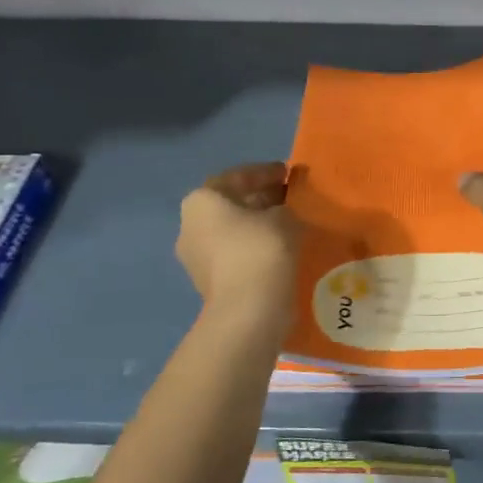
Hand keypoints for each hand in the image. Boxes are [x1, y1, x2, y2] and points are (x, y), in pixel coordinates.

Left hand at [177, 163, 298, 326]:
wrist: (248, 311)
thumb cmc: (261, 249)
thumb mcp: (284, 216)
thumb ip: (285, 206)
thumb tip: (284, 211)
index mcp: (202, 200)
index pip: (237, 176)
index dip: (267, 172)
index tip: (290, 173)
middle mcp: (191, 225)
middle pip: (231, 203)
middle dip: (262, 199)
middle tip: (292, 198)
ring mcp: (196, 257)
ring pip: (233, 230)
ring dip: (259, 224)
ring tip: (290, 224)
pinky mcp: (209, 282)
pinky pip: (236, 254)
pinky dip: (256, 247)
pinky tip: (281, 249)